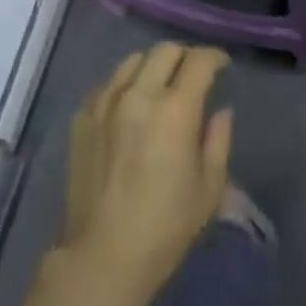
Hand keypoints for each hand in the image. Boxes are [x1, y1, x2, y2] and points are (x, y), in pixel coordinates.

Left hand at [61, 43, 232, 305]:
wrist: (103, 254)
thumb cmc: (165, 228)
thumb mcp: (208, 189)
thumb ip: (217, 140)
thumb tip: (220, 110)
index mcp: (175, 110)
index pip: (198, 62)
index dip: (214, 57)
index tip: (222, 65)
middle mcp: (138, 94)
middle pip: (164, 51)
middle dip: (185, 56)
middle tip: (193, 75)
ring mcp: (105, 101)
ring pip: (133, 61)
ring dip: (153, 66)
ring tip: (159, 86)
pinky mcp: (83, 115)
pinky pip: (108, 83)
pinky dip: (125, 84)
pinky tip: (129, 105)